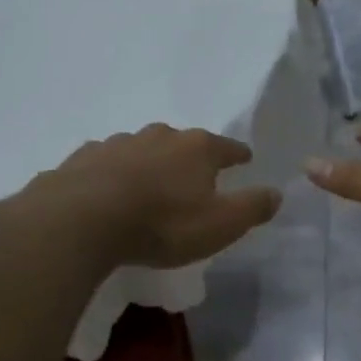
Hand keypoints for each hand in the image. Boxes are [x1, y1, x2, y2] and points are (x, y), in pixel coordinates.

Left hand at [34, 124, 282, 268]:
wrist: (83, 220)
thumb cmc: (163, 224)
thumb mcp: (221, 224)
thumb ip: (252, 207)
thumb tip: (277, 193)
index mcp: (197, 148)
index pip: (228, 147)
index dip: (238, 154)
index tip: (245, 159)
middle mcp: (159, 135)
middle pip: (183, 142)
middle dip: (190, 156)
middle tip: (194, 175)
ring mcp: (118, 143)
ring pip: (142, 149)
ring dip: (150, 163)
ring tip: (150, 184)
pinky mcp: (83, 158)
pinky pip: (106, 163)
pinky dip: (113, 173)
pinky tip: (109, 189)